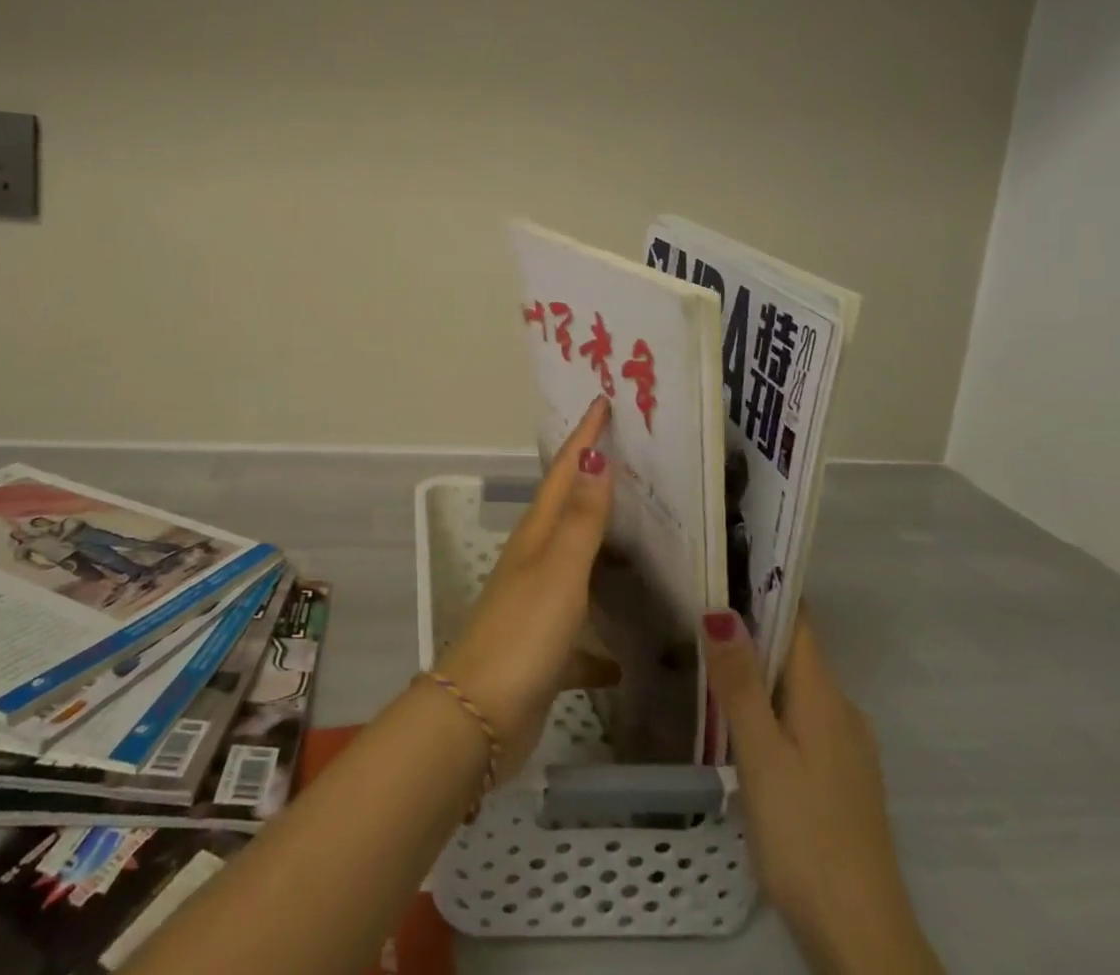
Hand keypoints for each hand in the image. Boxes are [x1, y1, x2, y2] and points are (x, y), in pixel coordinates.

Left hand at [435, 396, 617, 778]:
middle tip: (628, 459)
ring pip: (575, 567)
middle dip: (591, 481)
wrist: (480, 716)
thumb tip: (595, 458)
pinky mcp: (543, 650)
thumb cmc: (523, 634)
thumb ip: (581, 520)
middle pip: (566, 510)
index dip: (583, 437)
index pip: (563, 472)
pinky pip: (580, 635)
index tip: (602, 403)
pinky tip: (627, 659)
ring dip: (600, 551)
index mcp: (537, 536)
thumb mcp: (560, 571)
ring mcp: (536, 605)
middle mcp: (534, 562)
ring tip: (640, 543)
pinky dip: (600, 641)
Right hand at [702, 607, 941, 974]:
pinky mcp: (839, 778)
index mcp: (824, 696)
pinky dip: (769, 701)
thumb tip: (720, 607)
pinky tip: (737, 715)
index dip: (765, 585)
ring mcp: (845, 747)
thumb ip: (740, 683)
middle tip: (694, 600)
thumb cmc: (806, 836)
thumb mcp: (761, 756)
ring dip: (757, 665)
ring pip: (796, 685)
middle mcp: (841, 711)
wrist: (863, 941)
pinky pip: (800, 716)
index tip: (722, 557)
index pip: (798, 619)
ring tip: (704, 650)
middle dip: (750, 623)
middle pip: (795, 649)